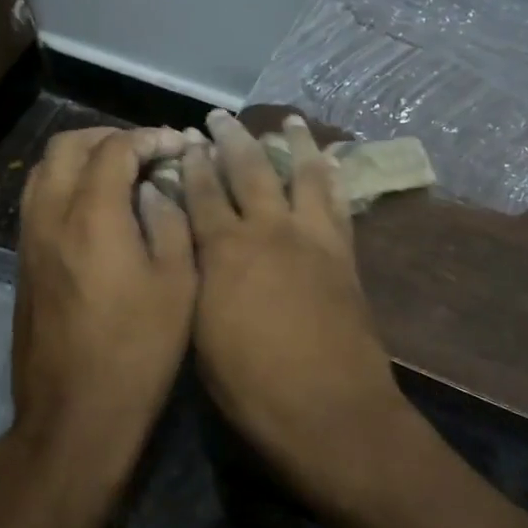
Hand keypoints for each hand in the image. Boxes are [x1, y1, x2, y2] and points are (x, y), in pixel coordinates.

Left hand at [12, 127, 195, 492]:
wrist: (75, 413)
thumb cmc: (138, 350)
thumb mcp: (177, 284)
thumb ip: (170, 222)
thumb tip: (158, 189)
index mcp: (93, 216)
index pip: (115, 148)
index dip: (150, 138)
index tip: (179, 146)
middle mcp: (51, 215)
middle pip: (68, 146)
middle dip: (109, 137)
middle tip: (147, 152)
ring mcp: (29, 239)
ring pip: (45, 170)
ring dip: (82, 158)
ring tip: (121, 173)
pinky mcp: (23, 262)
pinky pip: (38, 199)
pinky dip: (66, 184)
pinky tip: (98, 208)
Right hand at [179, 110, 407, 501]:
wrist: (328, 410)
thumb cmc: (251, 387)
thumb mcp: (200, 335)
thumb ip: (195, 282)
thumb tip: (188, 249)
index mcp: (223, 252)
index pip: (199, 194)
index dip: (190, 165)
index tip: (184, 142)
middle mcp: (267, 231)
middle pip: (247, 171)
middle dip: (230, 140)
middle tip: (218, 118)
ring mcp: (311, 238)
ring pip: (300, 174)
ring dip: (291, 144)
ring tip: (287, 121)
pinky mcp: (343, 253)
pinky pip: (337, 201)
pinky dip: (331, 176)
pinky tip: (329, 161)